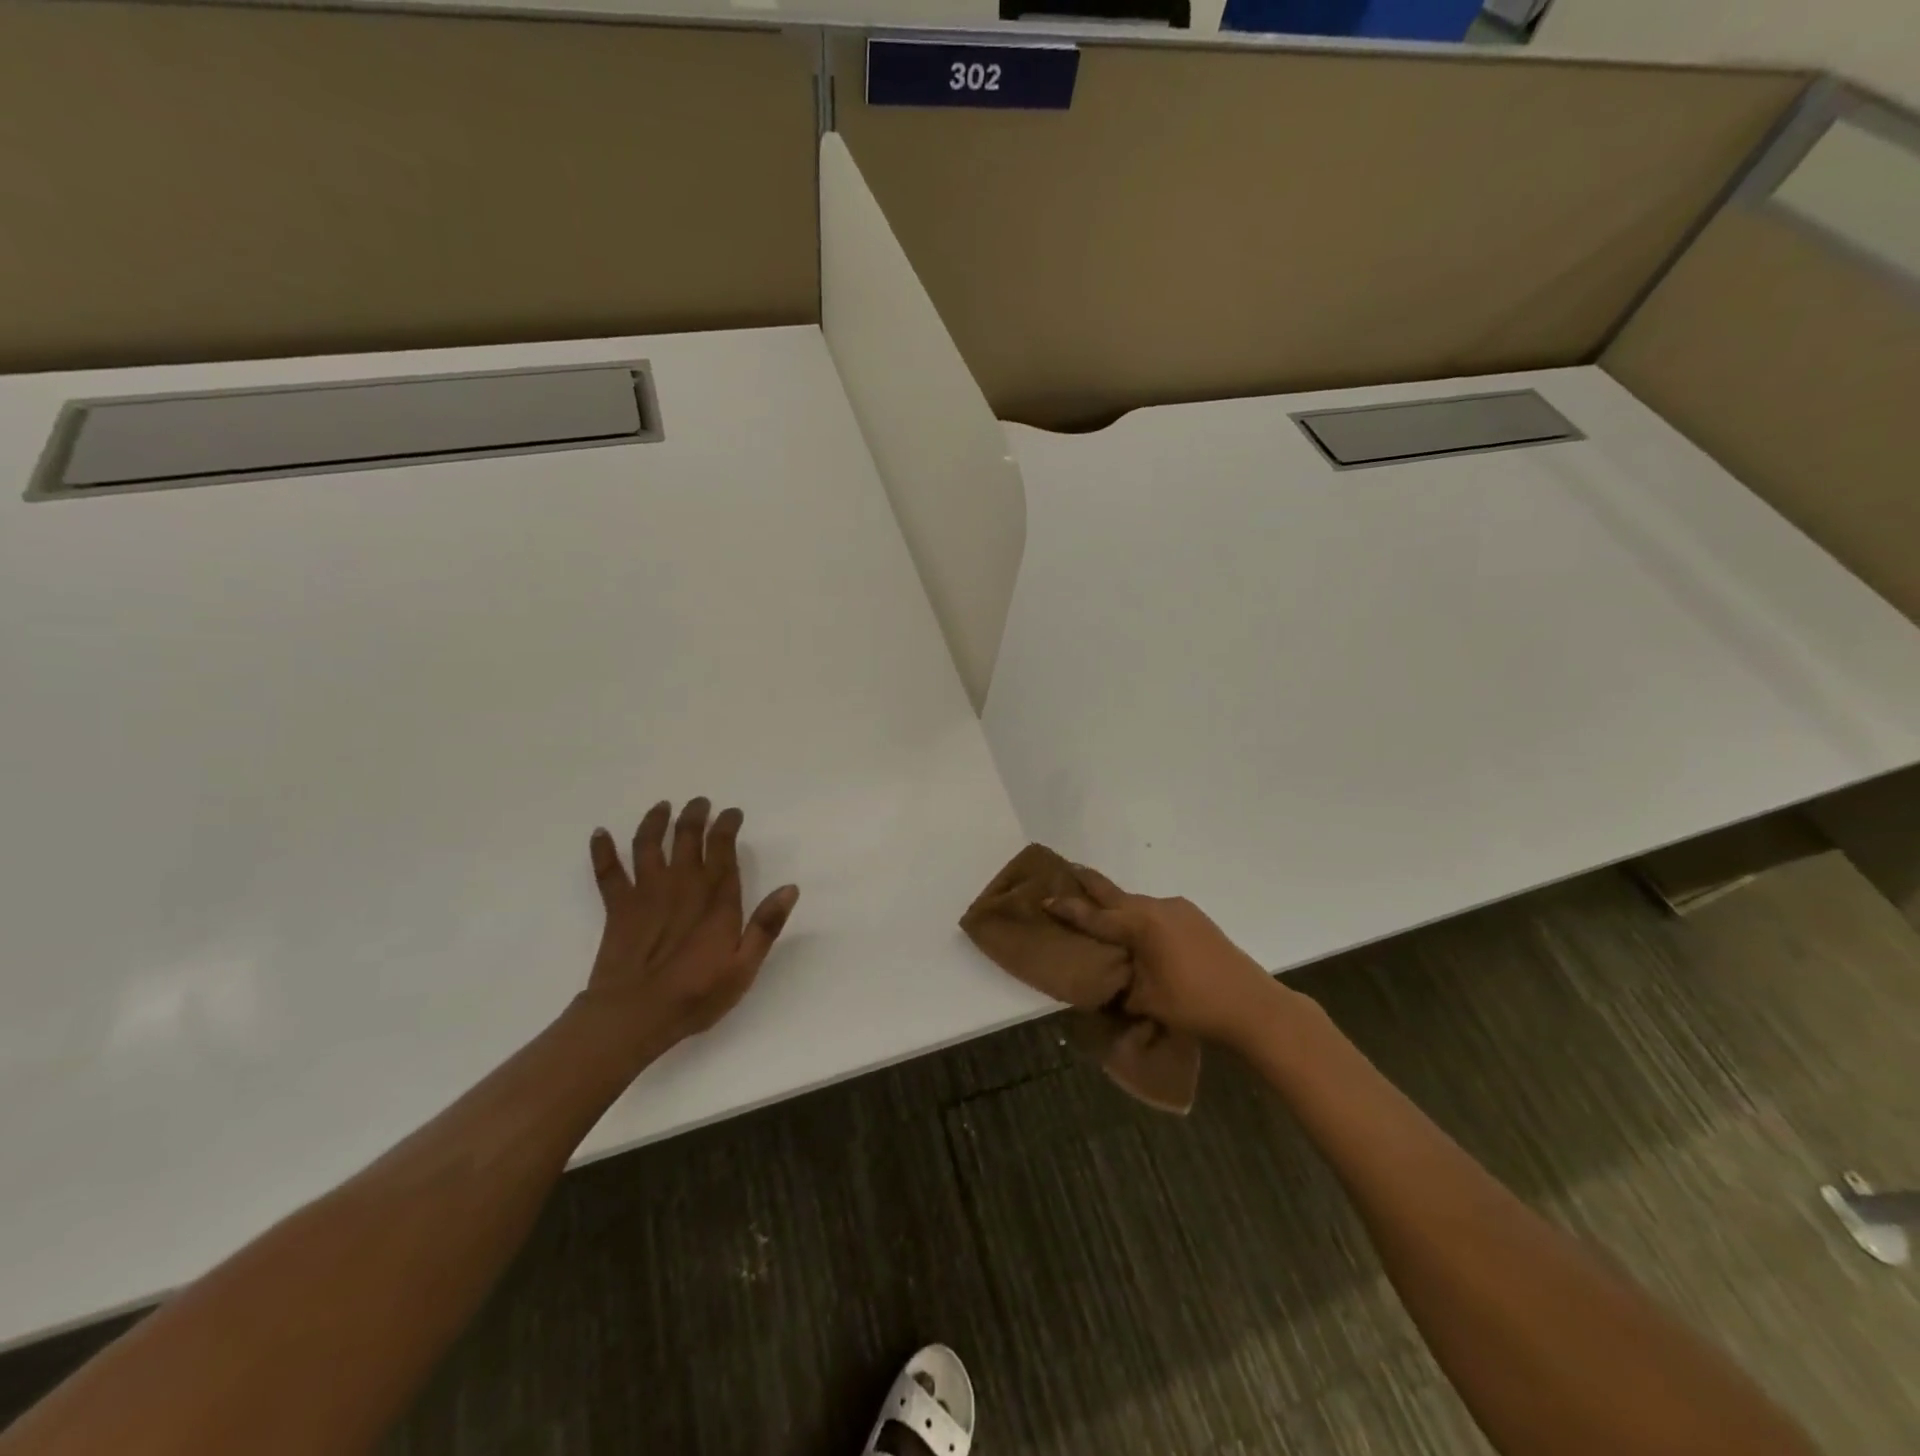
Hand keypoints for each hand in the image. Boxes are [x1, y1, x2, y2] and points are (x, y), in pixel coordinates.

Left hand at [584, 797, 798, 1049]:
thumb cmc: (695, 995)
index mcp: (715, 899)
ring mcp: (646, 893)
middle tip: (700, 802)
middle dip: (695, 816)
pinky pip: (609, 872)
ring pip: (649, 845)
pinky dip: (603, 850)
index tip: (732, 813)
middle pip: (687, 838)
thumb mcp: (743, 967)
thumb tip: (790, 888)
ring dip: (655, 822)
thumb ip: (766, 926)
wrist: (633, 1016)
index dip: (727, 826)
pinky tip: (600, 833)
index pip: (723, 849)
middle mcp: (682, 885)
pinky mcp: (618, 907)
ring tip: (662, 807)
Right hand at [1045, 866, 1286, 1046]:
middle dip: (1090, 884)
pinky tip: (1139, 932)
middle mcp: (1158, 908)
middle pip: (1116, 894)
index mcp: (1141, 924)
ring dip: (1118, 906)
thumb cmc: (1194, 1004)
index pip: (1096, 916)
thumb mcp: (1147, 1000)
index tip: (1046, 898)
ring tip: (1100, 911)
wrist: (1253, 1005)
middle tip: (1069, 869)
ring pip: (1137, 904)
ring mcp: (1180, 910)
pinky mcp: (1195, 918)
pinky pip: (1156, 912)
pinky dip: (1140, 917)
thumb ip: (1120, 985)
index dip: (1069, 909)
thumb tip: (1107, 982)